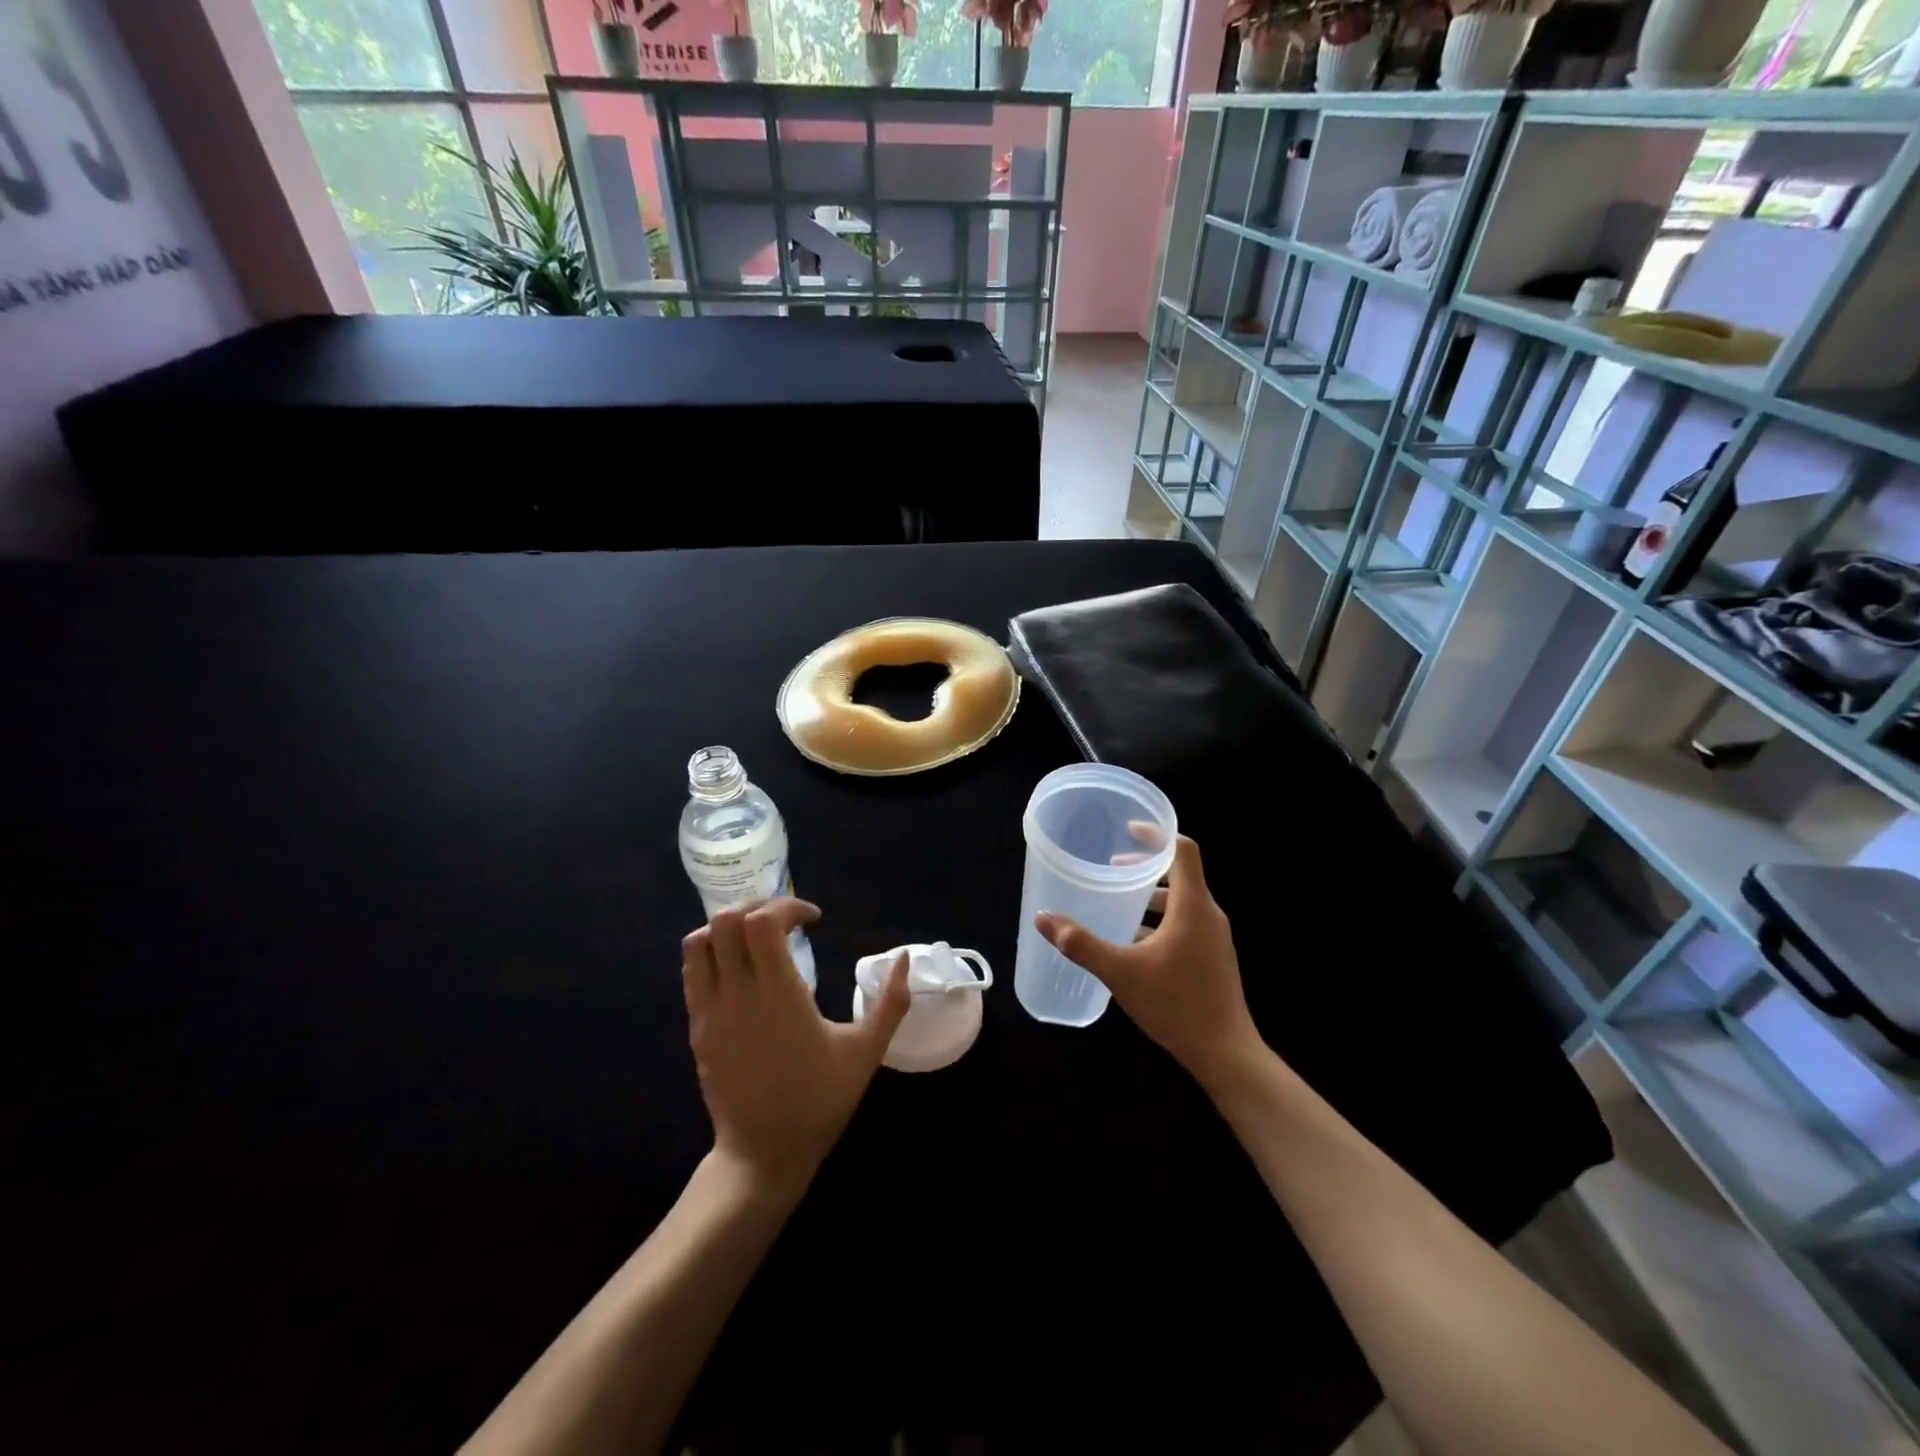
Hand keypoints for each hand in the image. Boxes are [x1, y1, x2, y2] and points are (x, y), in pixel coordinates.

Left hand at [682, 898, 909, 1192]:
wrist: (763, 1154)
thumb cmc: (819, 1100)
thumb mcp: (865, 1051)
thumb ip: (890, 1002)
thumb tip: (905, 959)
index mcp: (779, 994)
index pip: (763, 922)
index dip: (788, 906)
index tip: (814, 920)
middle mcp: (737, 994)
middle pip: (726, 921)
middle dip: (758, 906)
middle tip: (785, 920)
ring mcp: (710, 1011)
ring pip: (698, 942)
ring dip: (728, 927)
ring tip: (758, 937)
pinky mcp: (697, 1028)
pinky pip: (692, 973)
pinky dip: (713, 954)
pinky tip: (742, 969)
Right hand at [1036, 836, 1262, 1089]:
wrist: (1225, 1053)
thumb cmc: (1175, 1004)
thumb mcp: (1120, 971)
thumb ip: (1081, 943)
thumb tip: (1043, 918)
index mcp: (1193, 905)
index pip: (1182, 850)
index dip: (1156, 835)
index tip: (1128, 830)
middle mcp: (1208, 914)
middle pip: (1180, 874)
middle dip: (1145, 868)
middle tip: (1112, 871)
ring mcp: (1215, 938)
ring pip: (1182, 902)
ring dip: (1151, 897)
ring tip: (1118, 906)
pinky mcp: (1214, 958)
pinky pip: (1186, 924)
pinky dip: (1160, 921)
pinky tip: (1134, 944)